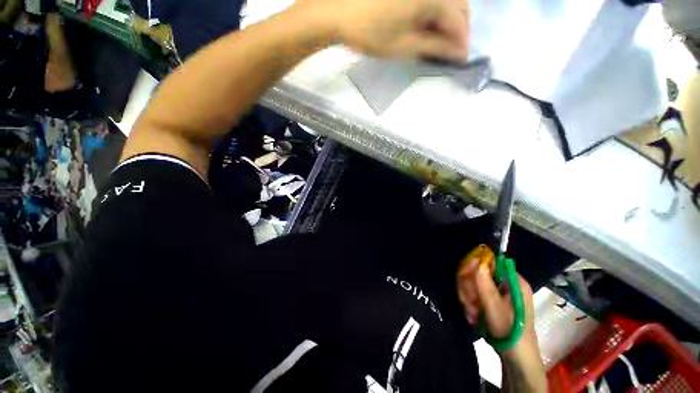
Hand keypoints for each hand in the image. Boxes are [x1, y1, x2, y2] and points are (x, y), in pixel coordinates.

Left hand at [293, 0, 469, 60]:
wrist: (338, 12)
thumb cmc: (370, 33)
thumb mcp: (404, 45)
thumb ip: (434, 47)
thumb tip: (457, 53)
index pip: (458, 21)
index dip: (462, 42)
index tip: (462, 59)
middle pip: (458, 5)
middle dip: (459, 29)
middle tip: (452, 50)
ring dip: (448, 20)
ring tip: (441, 41)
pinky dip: (436, 11)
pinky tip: (430, 25)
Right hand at [457, 260, 546, 391]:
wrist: (515, 358)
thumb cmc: (510, 331)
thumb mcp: (496, 308)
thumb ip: (485, 284)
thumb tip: (476, 261)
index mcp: (513, 280)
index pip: (489, 261)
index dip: (474, 266)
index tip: (463, 277)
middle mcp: (506, 283)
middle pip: (477, 272)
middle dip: (469, 288)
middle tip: (469, 302)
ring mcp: (498, 292)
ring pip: (472, 284)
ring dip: (468, 298)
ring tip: (473, 313)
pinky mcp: (491, 301)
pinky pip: (473, 295)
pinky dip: (470, 305)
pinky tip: (473, 316)